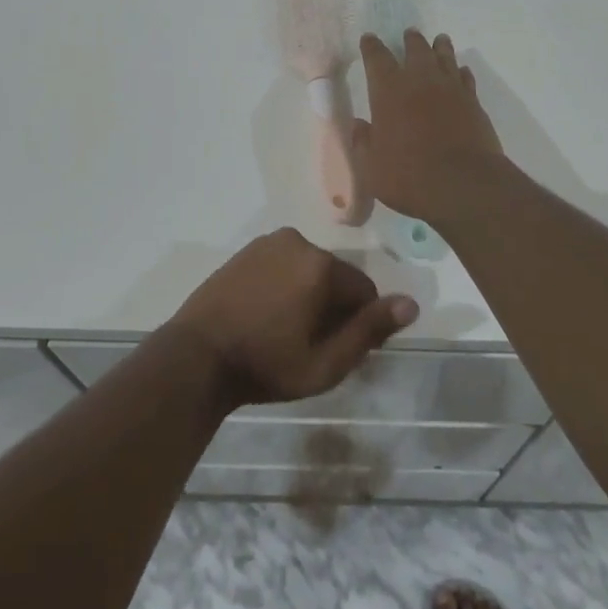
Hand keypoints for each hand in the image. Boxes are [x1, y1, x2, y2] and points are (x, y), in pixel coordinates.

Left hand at [171, 229, 418, 407]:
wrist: (196, 356)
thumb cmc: (265, 366)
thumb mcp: (325, 363)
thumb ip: (369, 331)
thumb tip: (410, 304)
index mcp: (321, 266)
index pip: (364, 290)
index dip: (357, 323)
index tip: (335, 349)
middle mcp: (299, 242)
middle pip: (335, 276)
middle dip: (332, 306)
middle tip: (308, 343)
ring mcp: (269, 242)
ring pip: (309, 269)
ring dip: (308, 293)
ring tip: (284, 330)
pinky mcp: (247, 249)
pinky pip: (283, 263)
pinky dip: (284, 283)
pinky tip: (265, 313)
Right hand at [354, 29, 505, 220]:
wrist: (464, 184)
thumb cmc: (409, 176)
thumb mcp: (372, 167)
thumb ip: (364, 143)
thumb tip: (360, 126)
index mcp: (389, 91)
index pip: (377, 58)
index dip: (372, 47)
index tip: (369, 39)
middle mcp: (420, 81)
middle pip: (415, 49)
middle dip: (410, 40)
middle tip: (409, 34)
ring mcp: (451, 89)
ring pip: (445, 57)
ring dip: (440, 47)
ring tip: (439, 40)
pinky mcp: (473, 102)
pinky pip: (466, 78)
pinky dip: (461, 72)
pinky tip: (461, 72)